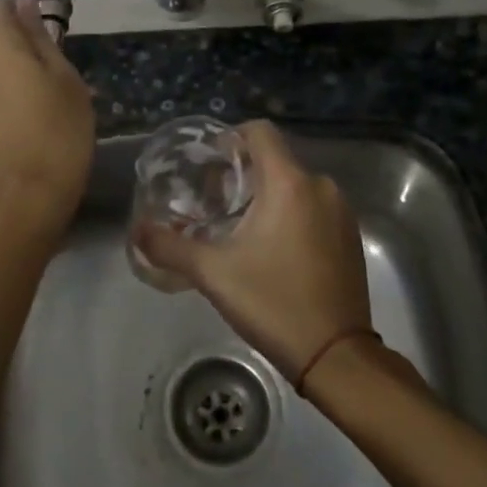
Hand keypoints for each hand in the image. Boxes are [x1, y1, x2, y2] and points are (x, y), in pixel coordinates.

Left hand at [0, 0, 94, 242]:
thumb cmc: (58, 130)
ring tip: (55, 98)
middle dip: (25, 45)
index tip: (51, 30)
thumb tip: (25, 5)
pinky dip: (14, 95)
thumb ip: (41, 37)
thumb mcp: (64, 77)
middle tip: (62, 71)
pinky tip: (40, 119)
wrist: (29, 198)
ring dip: (22, 72)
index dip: (23, 10)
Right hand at [135, 120, 371, 381]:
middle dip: (242, 173)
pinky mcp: (350, 236)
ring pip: (295, 185)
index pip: (260, 131)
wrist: (336, 355)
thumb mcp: (213, 273)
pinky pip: (313, 207)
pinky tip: (271, 248)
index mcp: (290, 183)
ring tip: (237, 226)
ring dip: (266, 195)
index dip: (230, 137)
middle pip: (275, 159)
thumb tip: (136, 231)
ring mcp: (341, 212)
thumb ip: (170, 246)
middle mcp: (321, 186)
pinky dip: (290, 214)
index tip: (207, 163)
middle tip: (211, 202)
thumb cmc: (273, 303)